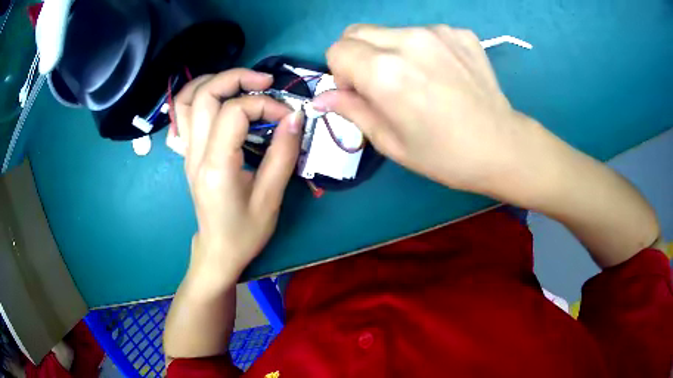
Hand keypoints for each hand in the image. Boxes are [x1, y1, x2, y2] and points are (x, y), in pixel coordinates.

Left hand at [169, 69, 302, 280]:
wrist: (218, 251)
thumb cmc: (245, 232)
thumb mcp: (271, 198)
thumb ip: (283, 154)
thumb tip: (295, 116)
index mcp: (216, 166)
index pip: (234, 112)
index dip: (264, 104)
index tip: (287, 117)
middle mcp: (194, 153)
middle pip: (204, 95)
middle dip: (236, 77)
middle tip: (265, 81)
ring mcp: (186, 152)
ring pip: (186, 99)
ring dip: (212, 81)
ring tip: (239, 82)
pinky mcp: (187, 153)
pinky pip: (181, 114)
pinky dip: (196, 96)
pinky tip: (216, 99)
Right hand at [313, 24, 545, 198]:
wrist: (502, 146)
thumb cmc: (444, 155)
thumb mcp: (390, 142)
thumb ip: (352, 110)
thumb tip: (322, 97)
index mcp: (385, 72)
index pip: (337, 50)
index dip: (341, 73)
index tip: (360, 92)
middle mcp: (408, 40)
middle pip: (357, 32)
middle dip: (357, 55)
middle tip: (382, 84)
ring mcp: (438, 32)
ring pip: (390, 31)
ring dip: (390, 51)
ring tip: (418, 80)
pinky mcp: (460, 33)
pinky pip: (423, 32)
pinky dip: (421, 49)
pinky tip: (442, 73)